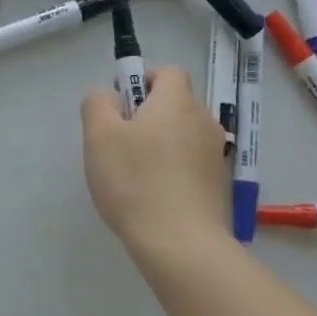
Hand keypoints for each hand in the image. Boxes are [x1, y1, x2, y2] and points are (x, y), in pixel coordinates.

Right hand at [81, 65, 229, 257]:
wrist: (180, 243)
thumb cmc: (135, 181)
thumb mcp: (99, 136)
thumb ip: (98, 104)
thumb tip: (109, 97)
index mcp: (177, 102)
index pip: (167, 72)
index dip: (142, 79)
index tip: (120, 104)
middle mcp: (204, 121)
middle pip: (175, 104)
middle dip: (148, 115)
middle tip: (118, 142)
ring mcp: (215, 155)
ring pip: (182, 135)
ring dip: (160, 143)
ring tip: (134, 174)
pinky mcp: (218, 185)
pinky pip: (190, 163)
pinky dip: (173, 169)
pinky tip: (152, 195)